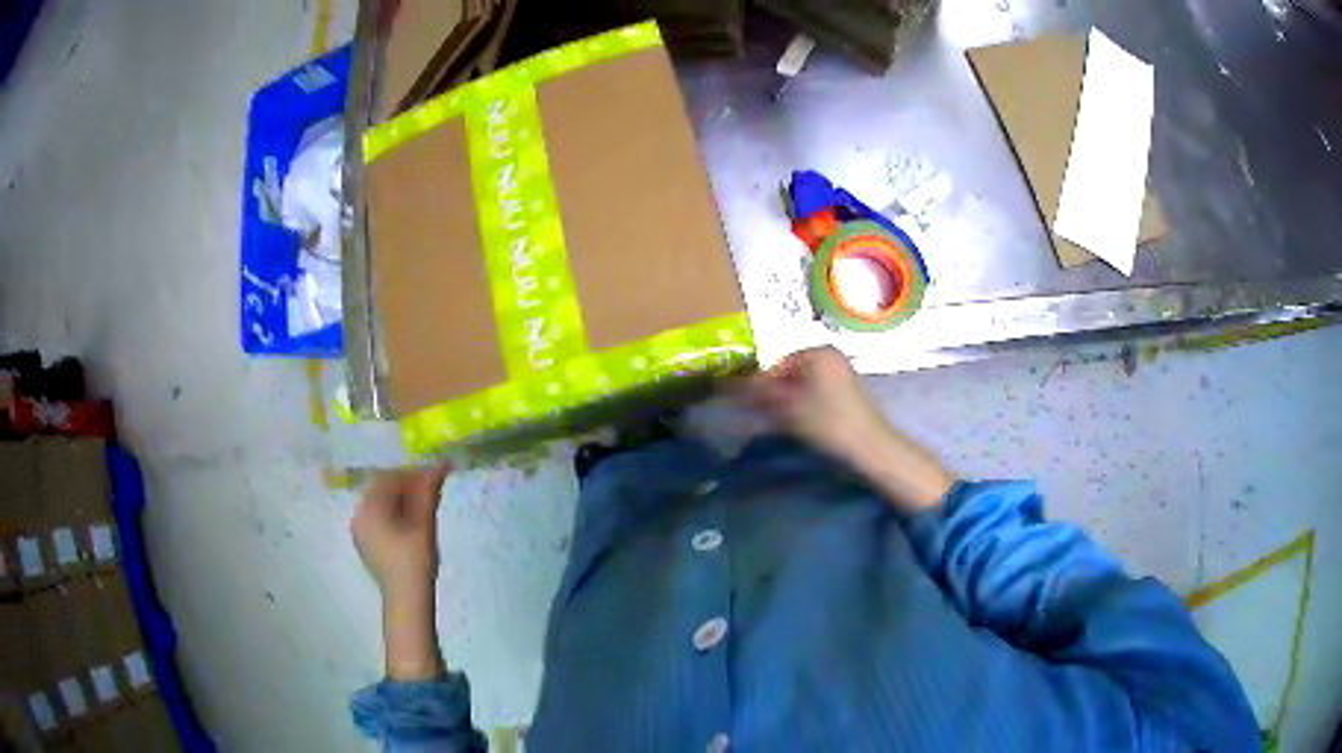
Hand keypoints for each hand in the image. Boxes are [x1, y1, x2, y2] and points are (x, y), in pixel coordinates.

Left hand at [352, 464, 450, 679]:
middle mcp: (358, 516)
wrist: (407, 600)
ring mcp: (361, 531)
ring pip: (381, 504)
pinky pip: (379, 519)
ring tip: (426, 506)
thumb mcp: (423, 524)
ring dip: (403, 500)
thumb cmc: (414, 561)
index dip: (411, 473)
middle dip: (407, 486)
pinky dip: (396, 514)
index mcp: (368, 509)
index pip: (387, 477)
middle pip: (382, 489)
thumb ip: (428, 492)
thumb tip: (439, 465)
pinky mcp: (367, 544)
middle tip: (432, 489)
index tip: (434, 476)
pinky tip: (414, 523)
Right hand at [747, 346, 890, 460]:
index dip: (760, 386)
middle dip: (774, 394)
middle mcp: (831, 357)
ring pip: (803, 386)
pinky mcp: (848, 394)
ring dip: (788, 403)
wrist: (870, 448)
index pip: (777, 365)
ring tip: (779, 424)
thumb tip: (735, 388)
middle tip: (761, 417)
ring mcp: (842, 374)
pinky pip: (817, 394)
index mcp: (818, 352)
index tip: (748, 407)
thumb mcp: (789, 409)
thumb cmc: (829, 423)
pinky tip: (799, 425)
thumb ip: (761, 396)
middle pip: (790, 374)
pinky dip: (804, 407)